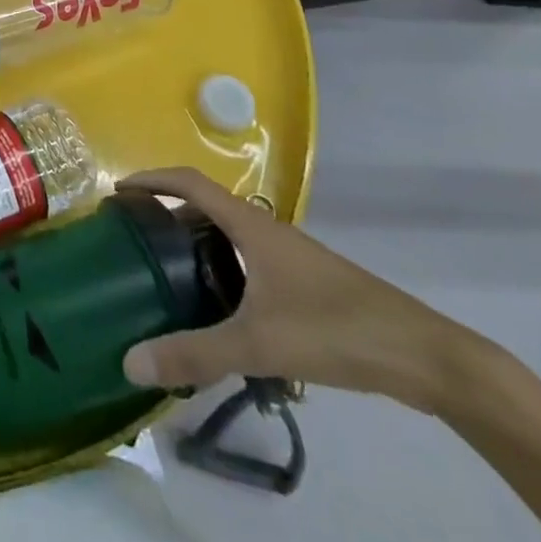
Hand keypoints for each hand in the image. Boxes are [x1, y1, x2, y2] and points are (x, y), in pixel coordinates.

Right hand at [117, 168, 466, 412]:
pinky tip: (219, 308)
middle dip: (167, 211)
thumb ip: (195, 353)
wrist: (422, 355)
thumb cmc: (334, 329)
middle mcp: (265, 227)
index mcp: (249, 223)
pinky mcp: (304, 282)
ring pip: (228, 234)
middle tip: (135, 237)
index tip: (118, 192)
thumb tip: (130, 361)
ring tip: (167, 270)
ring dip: (195, 240)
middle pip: (206, 204)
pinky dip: (221, 267)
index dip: (151, 179)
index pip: (189, 181)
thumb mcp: (258, 343)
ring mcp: (288, 254)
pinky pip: (247, 259)